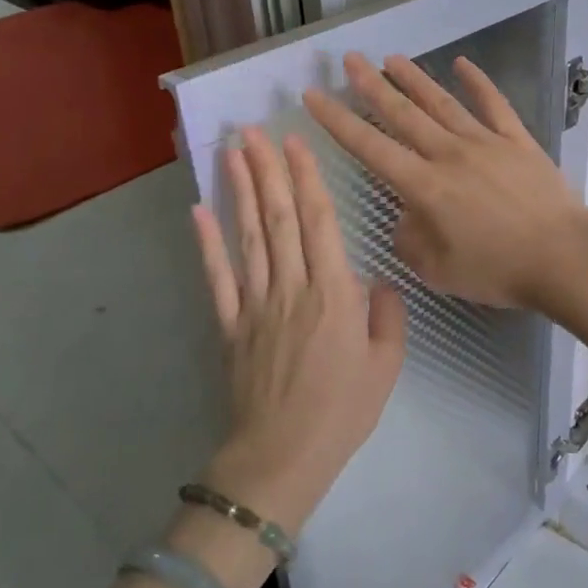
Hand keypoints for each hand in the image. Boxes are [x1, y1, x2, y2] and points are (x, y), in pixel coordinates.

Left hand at [190, 127, 407, 534]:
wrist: (282, 457)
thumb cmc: (342, 411)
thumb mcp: (386, 366)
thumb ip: (387, 316)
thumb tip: (378, 281)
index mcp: (334, 294)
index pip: (319, 223)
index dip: (307, 180)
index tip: (296, 144)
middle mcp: (293, 287)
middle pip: (278, 218)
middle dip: (268, 170)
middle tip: (255, 131)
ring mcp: (255, 304)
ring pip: (248, 237)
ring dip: (241, 191)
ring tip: (234, 153)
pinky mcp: (229, 325)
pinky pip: (218, 277)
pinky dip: (207, 243)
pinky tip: (200, 211)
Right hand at [304, 53, 587, 309]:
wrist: (563, 256)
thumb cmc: (498, 270)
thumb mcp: (438, 270)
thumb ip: (410, 240)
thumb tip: (406, 216)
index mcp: (425, 187)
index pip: (371, 148)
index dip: (338, 121)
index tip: (314, 95)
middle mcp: (449, 155)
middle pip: (403, 115)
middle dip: (372, 86)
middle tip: (350, 59)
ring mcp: (486, 142)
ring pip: (442, 103)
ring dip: (415, 79)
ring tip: (391, 58)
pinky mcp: (518, 141)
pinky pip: (495, 105)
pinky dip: (478, 82)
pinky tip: (463, 64)